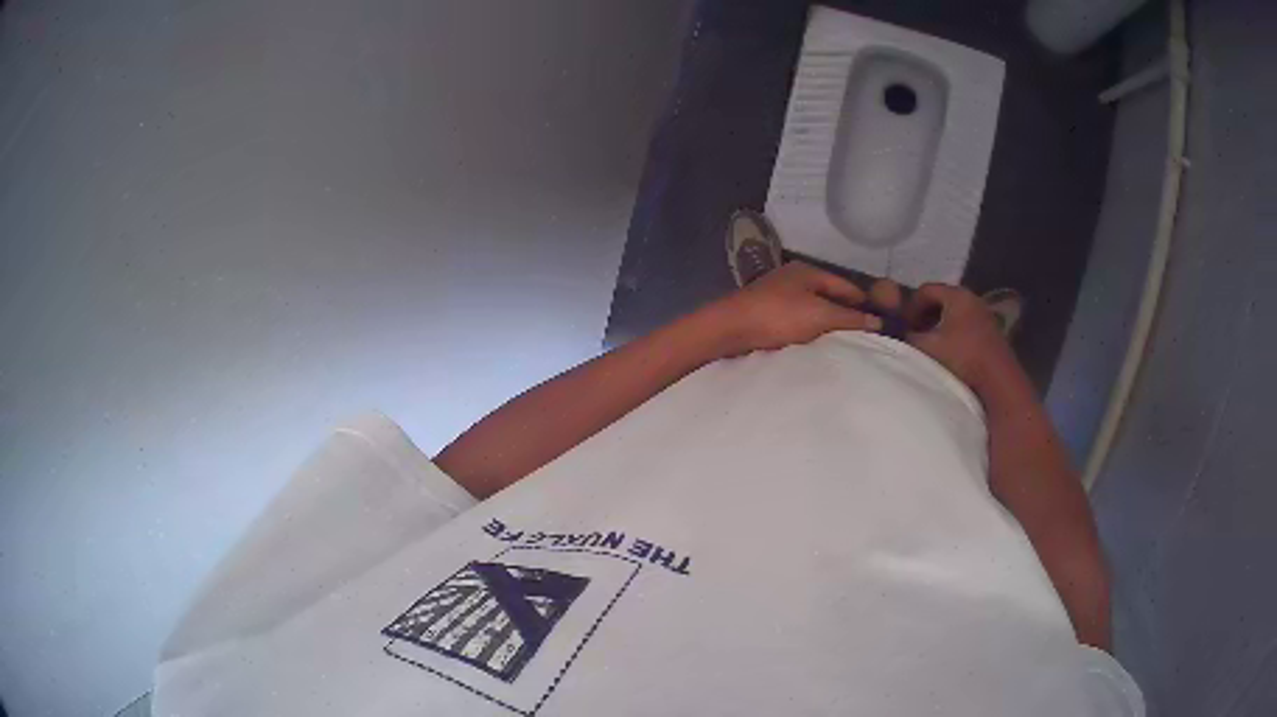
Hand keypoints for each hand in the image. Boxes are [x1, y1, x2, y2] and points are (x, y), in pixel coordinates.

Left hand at [710, 262, 882, 355]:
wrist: (730, 329)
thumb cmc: (778, 316)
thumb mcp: (820, 316)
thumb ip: (850, 319)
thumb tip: (877, 322)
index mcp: (808, 271)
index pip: (846, 286)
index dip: (864, 303)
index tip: (881, 323)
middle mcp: (794, 278)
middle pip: (829, 297)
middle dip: (846, 316)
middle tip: (866, 338)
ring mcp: (778, 295)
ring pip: (813, 311)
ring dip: (827, 326)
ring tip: (846, 346)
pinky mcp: (766, 314)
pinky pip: (797, 322)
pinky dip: (809, 332)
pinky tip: (817, 347)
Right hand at [901, 283, 1020, 396]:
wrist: (998, 381)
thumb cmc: (962, 357)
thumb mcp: (927, 347)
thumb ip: (907, 337)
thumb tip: (896, 334)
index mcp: (956, 295)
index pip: (926, 289)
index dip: (910, 306)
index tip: (902, 326)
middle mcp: (972, 298)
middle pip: (941, 300)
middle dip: (924, 316)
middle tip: (914, 335)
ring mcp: (984, 315)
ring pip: (954, 314)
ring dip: (939, 327)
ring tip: (930, 347)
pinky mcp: (991, 333)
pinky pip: (966, 326)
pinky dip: (953, 335)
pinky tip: (949, 354)